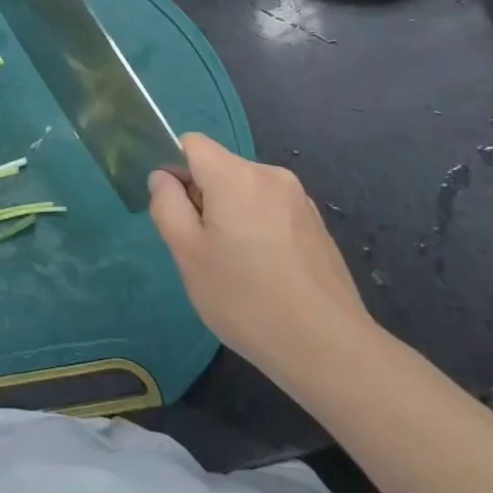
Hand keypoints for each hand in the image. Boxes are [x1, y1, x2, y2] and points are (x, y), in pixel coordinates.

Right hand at [149, 134, 378, 392]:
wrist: (329, 349)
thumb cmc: (246, 298)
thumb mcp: (187, 254)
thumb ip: (167, 205)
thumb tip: (163, 177)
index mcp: (236, 175)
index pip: (192, 143)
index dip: (175, 170)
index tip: (178, 212)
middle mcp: (271, 175)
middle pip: (220, 168)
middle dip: (203, 198)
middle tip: (203, 250)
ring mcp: (299, 200)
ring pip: (246, 192)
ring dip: (231, 216)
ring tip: (236, 268)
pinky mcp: (317, 226)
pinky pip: (271, 212)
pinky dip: (258, 230)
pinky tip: (266, 276)